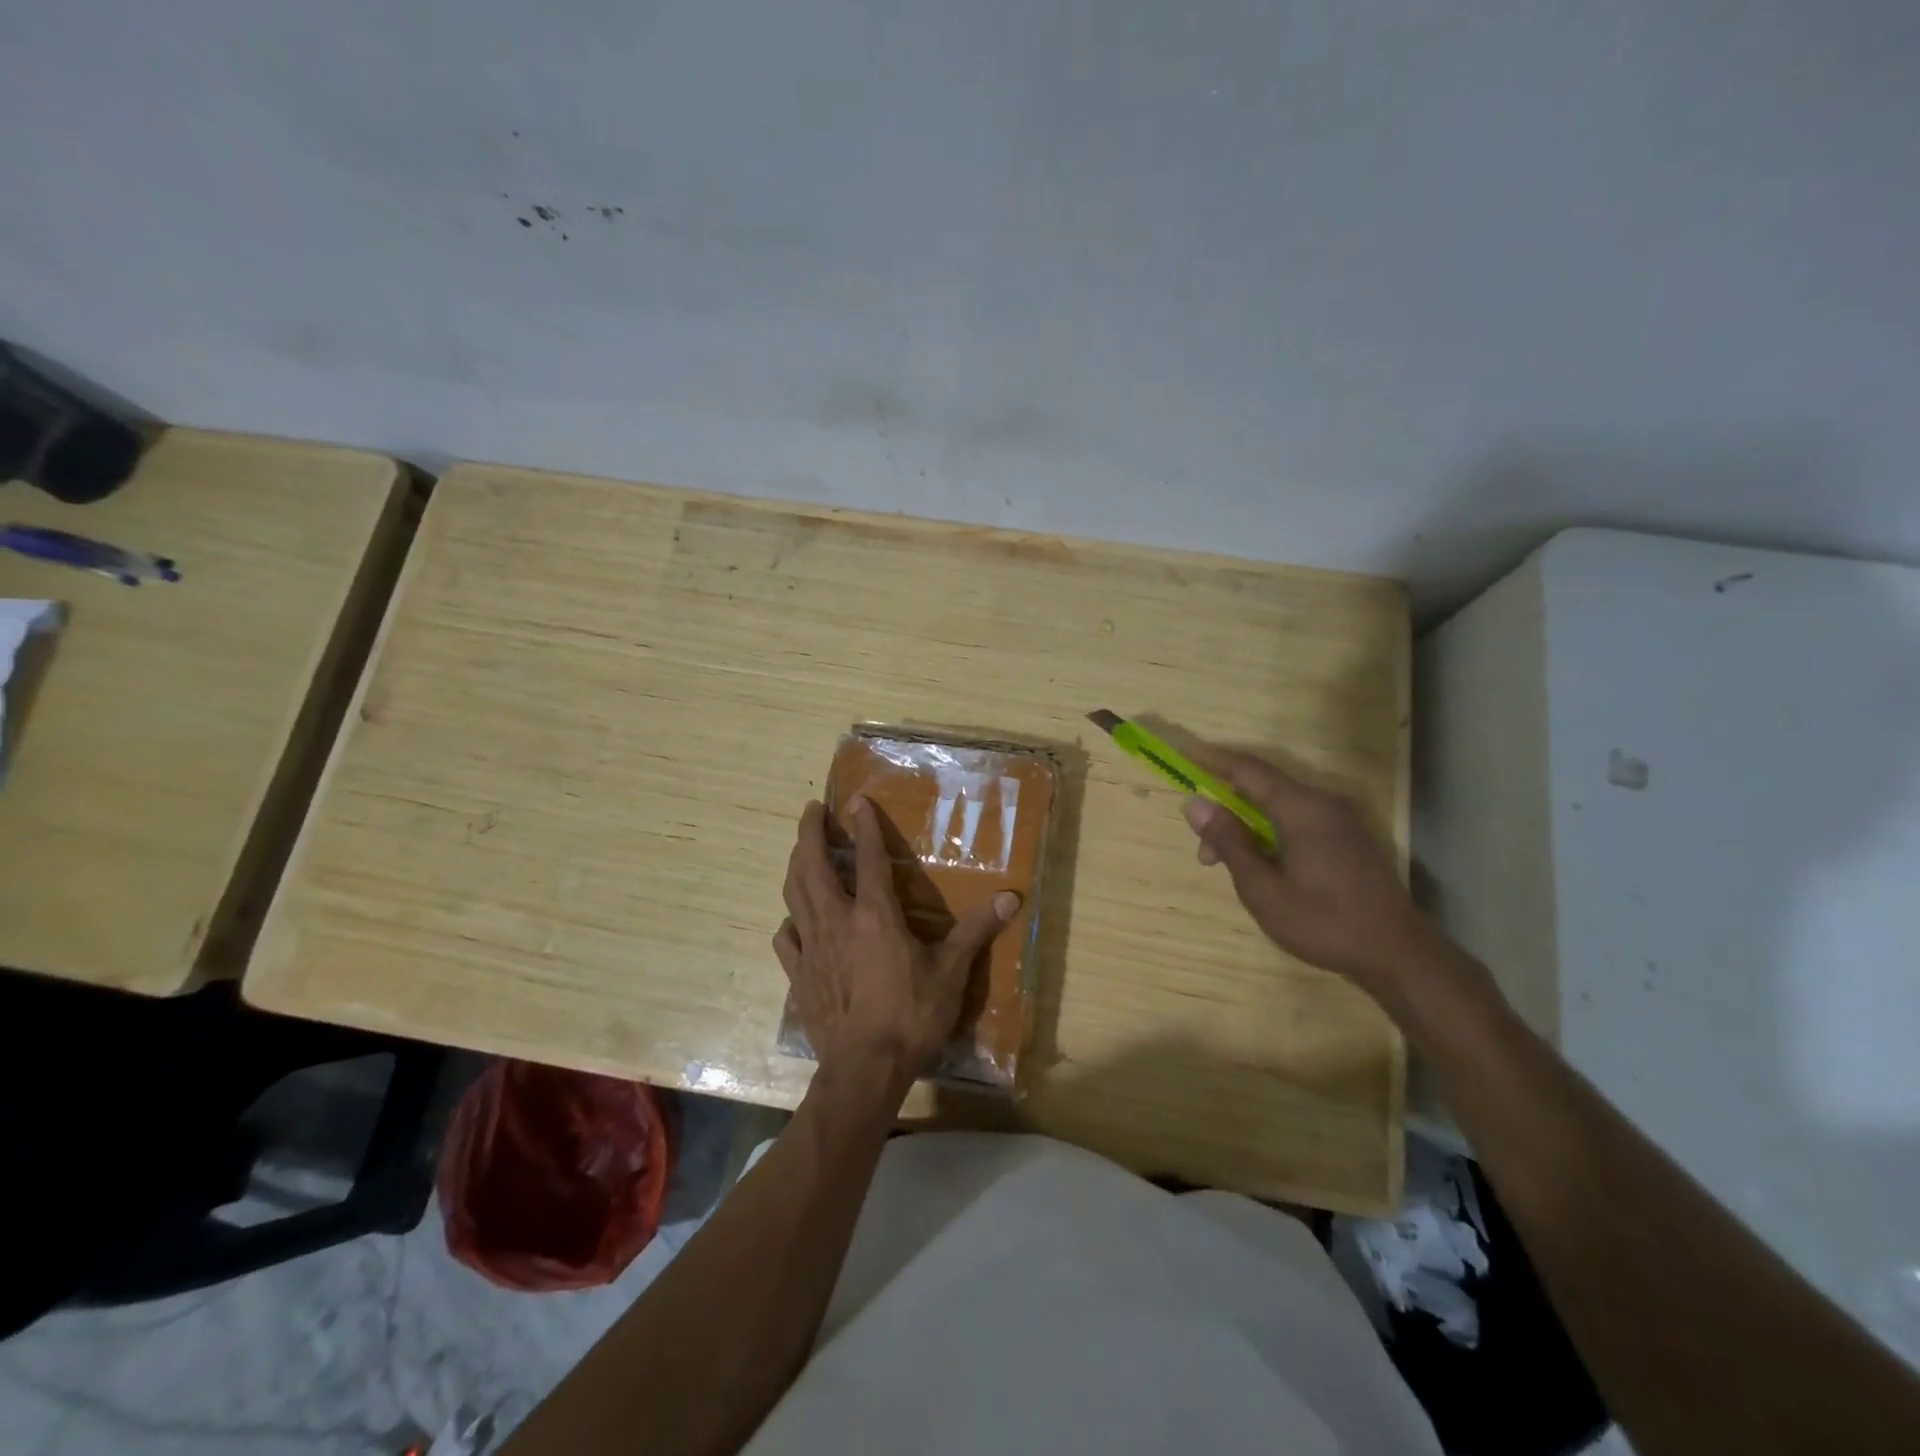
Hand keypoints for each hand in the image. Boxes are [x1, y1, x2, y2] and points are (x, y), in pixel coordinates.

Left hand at [774, 797, 1019, 1105]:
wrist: (864, 1070)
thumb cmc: (911, 1016)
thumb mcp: (952, 972)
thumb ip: (977, 930)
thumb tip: (1012, 897)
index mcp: (875, 915)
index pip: (867, 858)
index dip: (863, 826)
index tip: (856, 800)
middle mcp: (837, 921)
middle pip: (812, 865)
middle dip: (809, 832)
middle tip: (811, 809)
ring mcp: (812, 947)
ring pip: (794, 894)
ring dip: (795, 865)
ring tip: (799, 850)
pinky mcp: (799, 975)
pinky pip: (786, 938)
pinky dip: (790, 921)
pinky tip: (794, 920)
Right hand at [1180, 743, 1443, 1003]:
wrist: (1397, 954)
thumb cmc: (1323, 922)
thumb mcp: (1262, 887)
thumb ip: (1228, 841)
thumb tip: (1195, 803)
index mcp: (1301, 808)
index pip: (1247, 769)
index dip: (1212, 760)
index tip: (1183, 753)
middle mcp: (1322, 803)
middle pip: (1262, 788)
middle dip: (1225, 809)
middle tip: (1203, 853)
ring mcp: (1339, 819)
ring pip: (1278, 806)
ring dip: (1246, 826)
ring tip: (1226, 866)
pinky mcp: (1347, 838)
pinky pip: (1297, 819)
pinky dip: (1269, 832)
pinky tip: (1260, 864)